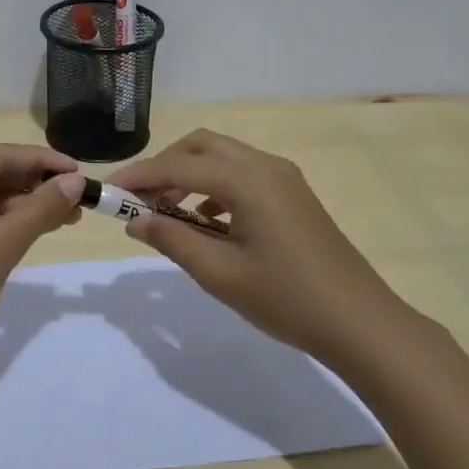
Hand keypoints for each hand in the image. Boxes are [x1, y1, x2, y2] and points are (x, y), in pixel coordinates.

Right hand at [113, 129, 421, 369]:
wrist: (360, 322)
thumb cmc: (286, 299)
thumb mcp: (219, 274)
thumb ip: (172, 240)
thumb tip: (135, 220)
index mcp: (247, 180)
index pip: (178, 166)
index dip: (139, 176)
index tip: (108, 192)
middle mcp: (265, 166)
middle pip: (201, 145)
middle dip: (164, 166)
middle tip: (138, 199)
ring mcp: (284, 178)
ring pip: (223, 157)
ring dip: (189, 174)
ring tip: (165, 212)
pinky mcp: (293, 194)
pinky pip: (242, 174)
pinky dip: (214, 186)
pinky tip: (205, 221)